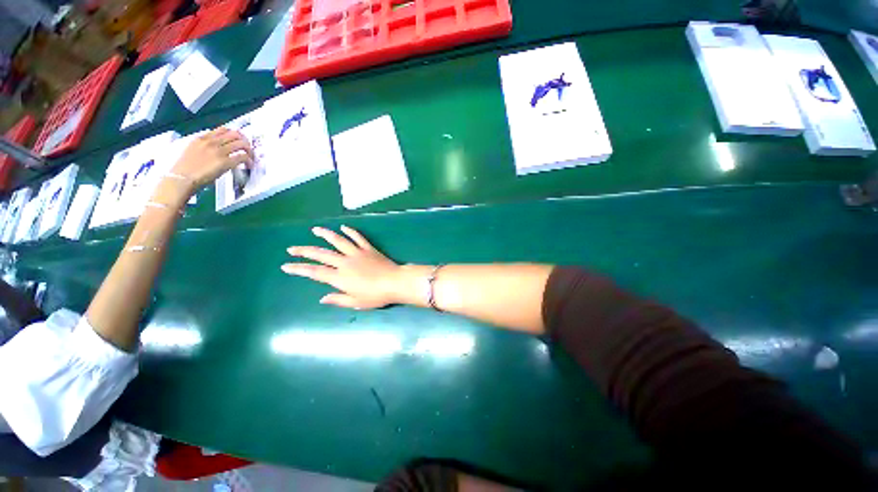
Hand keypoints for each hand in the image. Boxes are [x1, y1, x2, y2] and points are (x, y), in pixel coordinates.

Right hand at [170, 127, 253, 189]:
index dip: (234, 133)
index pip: (222, 129)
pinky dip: (249, 160)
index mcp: (201, 138)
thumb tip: (206, 145)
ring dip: (249, 150)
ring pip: (241, 144)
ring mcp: (219, 151)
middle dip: (244, 140)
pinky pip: (243, 157)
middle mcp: (211, 142)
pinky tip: (249, 164)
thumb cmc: (182, 168)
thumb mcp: (188, 149)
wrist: (180, 178)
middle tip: (247, 147)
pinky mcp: (225, 162)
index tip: (238, 138)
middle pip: (235, 134)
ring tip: (250, 156)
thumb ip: (199, 145)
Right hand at [282, 226, 404, 308]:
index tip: (286, 266)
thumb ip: (338, 299)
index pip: (314, 272)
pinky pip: (358, 238)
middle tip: (292, 248)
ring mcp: (357, 253)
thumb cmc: (376, 295)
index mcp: (340, 277)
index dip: (299, 269)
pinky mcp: (368, 248)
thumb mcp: (356, 302)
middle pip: (321, 254)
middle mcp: (345, 262)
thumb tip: (323, 299)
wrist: (395, 282)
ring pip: (338, 241)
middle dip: (304, 251)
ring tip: (315, 229)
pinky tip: (344, 227)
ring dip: (325, 234)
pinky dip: (350, 231)